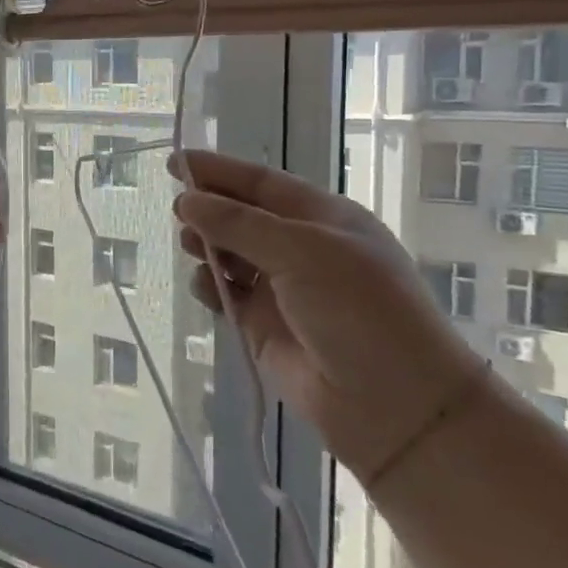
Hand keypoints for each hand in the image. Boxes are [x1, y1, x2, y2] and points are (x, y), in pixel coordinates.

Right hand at [171, 150, 484, 484]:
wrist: (393, 405)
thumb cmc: (359, 310)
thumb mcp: (302, 252)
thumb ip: (239, 224)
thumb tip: (186, 200)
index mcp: (321, 218)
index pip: (260, 183)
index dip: (218, 170)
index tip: (174, 162)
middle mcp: (300, 248)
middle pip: (241, 216)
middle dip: (209, 210)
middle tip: (179, 212)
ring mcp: (281, 288)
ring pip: (229, 254)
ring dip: (206, 246)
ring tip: (190, 247)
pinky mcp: (263, 326)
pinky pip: (226, 294)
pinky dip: (210, 286)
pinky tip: (205, 287)